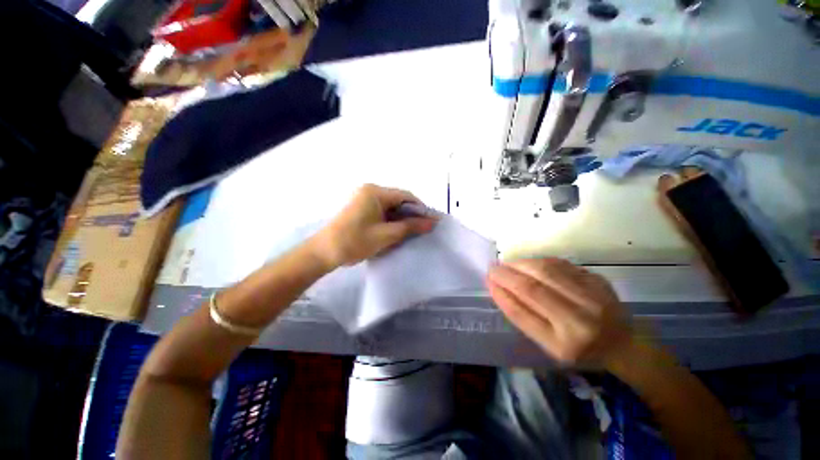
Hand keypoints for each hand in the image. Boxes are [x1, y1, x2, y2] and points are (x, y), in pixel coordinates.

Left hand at [310, 184, 436, 268]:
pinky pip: (382, 211)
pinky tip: (396, 231)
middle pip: (398, 200)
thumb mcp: (387, 234)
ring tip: (411, 232)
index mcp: (375, 192)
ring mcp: (364, 199)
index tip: (431, 222)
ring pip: (390, 206)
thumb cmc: (356, 241)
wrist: (324, 252)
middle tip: (422, 229)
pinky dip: (391, 220)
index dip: (420, 208)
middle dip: (411, 214)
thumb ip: (411, 226)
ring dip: (401, 218)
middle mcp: (370, 190)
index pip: (405, 196)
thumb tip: (432, 222)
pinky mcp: (360, 208)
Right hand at [487, 258, 632, 365]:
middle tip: (493, 268)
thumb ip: (523, 316)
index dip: (501, 293)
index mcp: (564, 343)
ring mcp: (593, 296)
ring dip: (520, 264)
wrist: (623, 344)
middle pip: (534, 287)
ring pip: (546, 270)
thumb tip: (498, 288)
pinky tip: (528, 264)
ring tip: (507, 264)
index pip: (523, 313)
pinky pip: (560, 264)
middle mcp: (581, 319)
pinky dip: (538, 261)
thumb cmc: (580, 350)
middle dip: (507, 274)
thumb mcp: (548, 345)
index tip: (488, 280)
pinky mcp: (598, 280)